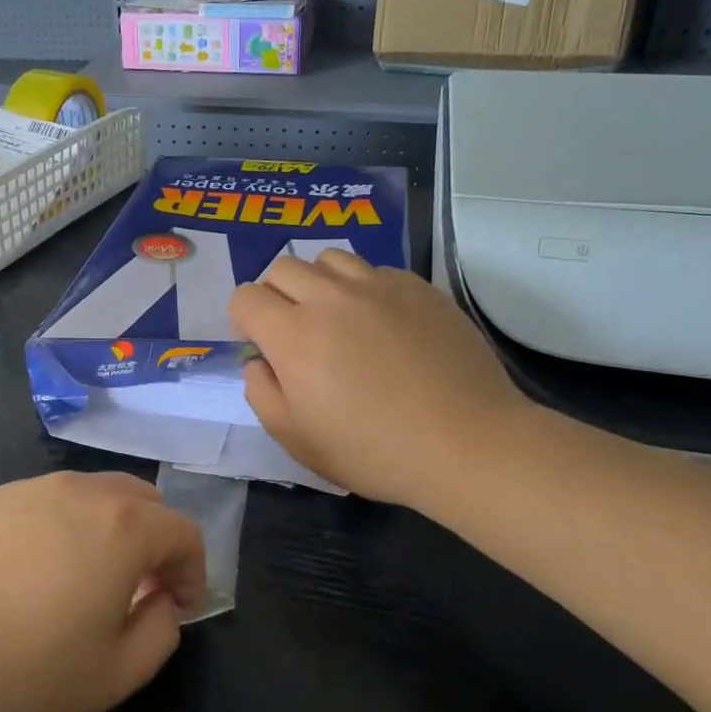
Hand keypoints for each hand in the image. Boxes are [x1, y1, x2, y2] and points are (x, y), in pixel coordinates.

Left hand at [0, 472, 205, 711]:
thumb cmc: (19, 674)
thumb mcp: (111, 677)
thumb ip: (160, 634)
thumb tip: (162, 602)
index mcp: (121, 527)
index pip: (182, 532)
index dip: (194, 571)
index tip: (181, 608)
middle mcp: (79, 492)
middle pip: (141, 499)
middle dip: (155, 541)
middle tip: (142, 589)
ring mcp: (28, 490)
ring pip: (92, 495)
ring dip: (110, 530)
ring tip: (88, 581)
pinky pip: (46, 504)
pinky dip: (63, 528)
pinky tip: (32, 575)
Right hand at [230, 251, 536, 511]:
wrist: (467, 443)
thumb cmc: (375, 451)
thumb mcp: (298, 440)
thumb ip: (262, 394)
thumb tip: (259, 362)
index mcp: (294, 335)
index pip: (246, 297)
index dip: (244, 321)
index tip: (262, 347)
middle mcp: (331, 297)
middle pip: (282, 268)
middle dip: (276, 296)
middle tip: (296, 333)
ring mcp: (378, 286)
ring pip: (328, 260)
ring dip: (319, 283)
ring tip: (338, 318)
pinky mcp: (418, 287)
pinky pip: (374, 270)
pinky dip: (364, 289)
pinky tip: (384, 324)